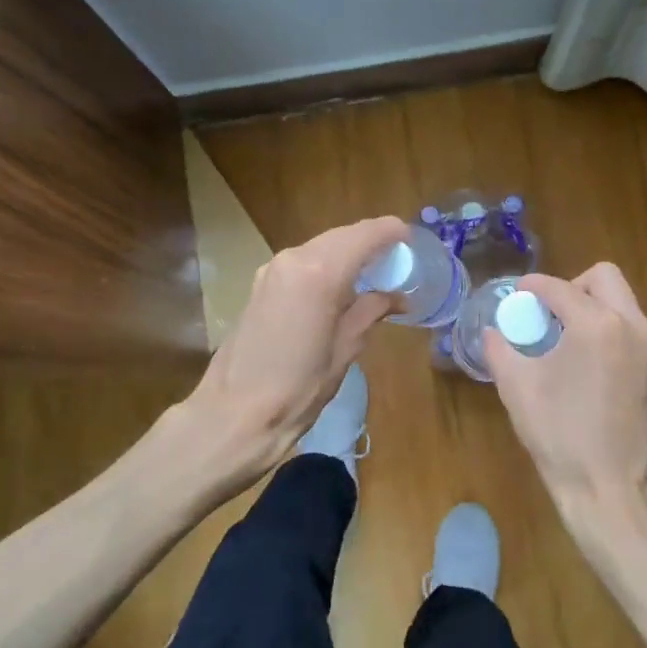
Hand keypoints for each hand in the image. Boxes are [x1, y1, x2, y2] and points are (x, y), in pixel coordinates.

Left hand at [185, 216, 406, 483]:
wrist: (235, 414)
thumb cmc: (298, 388)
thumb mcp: (345, 349)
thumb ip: (370, 312)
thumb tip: (396, 298)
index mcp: (319, 272)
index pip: (364, 235)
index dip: (391, 232)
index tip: (411, 240)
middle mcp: (293, 259)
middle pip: (341, 236)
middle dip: (370, 242)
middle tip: (397, 260)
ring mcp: (272, 269)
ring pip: (320, 246)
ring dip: (347, 253)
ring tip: (373, 274)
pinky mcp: (260, 284)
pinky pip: (303, 262)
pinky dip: (326, 264)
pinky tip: (340, 286)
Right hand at [483, 264, 646, 524]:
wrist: (612, 490)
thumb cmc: (561, 436)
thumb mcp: (518, 389)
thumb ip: (501, 350)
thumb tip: (494, 332)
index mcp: (597, 325)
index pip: (560, 288)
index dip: (533, 286)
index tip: (517, 293)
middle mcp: (632, 326)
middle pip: (605, 278)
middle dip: (573, 286)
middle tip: (549, 312)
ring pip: (623, 302)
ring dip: (593, 306)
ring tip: (565, 337)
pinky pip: (631, 330)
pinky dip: (608, 330)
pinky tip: (586, 363)